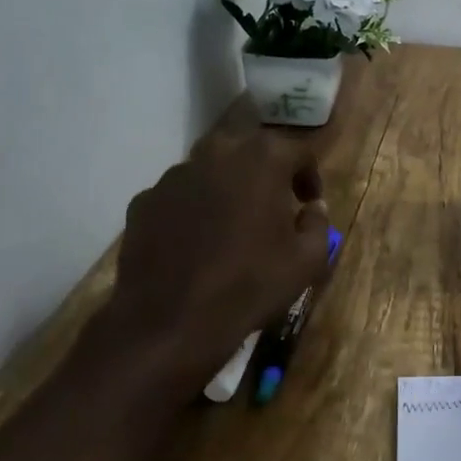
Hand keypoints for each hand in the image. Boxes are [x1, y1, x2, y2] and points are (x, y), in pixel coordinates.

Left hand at [94, 97, 331, 399]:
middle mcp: (218, 154)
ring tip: (232, 218)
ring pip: (208, 164)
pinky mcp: (144, 201)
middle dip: (262, 160)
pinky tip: (196, 240)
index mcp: (264, 159)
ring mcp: (174, 176)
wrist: (170, 322)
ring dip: (226, 181)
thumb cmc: (251, 285)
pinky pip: (178, 194)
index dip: (309, 175)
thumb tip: (312, 208)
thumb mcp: (308, 260)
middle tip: (270, 193)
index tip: (308, 202)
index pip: (298, 150)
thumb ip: (317, 224)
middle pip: (246, 138)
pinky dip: (192, 207)